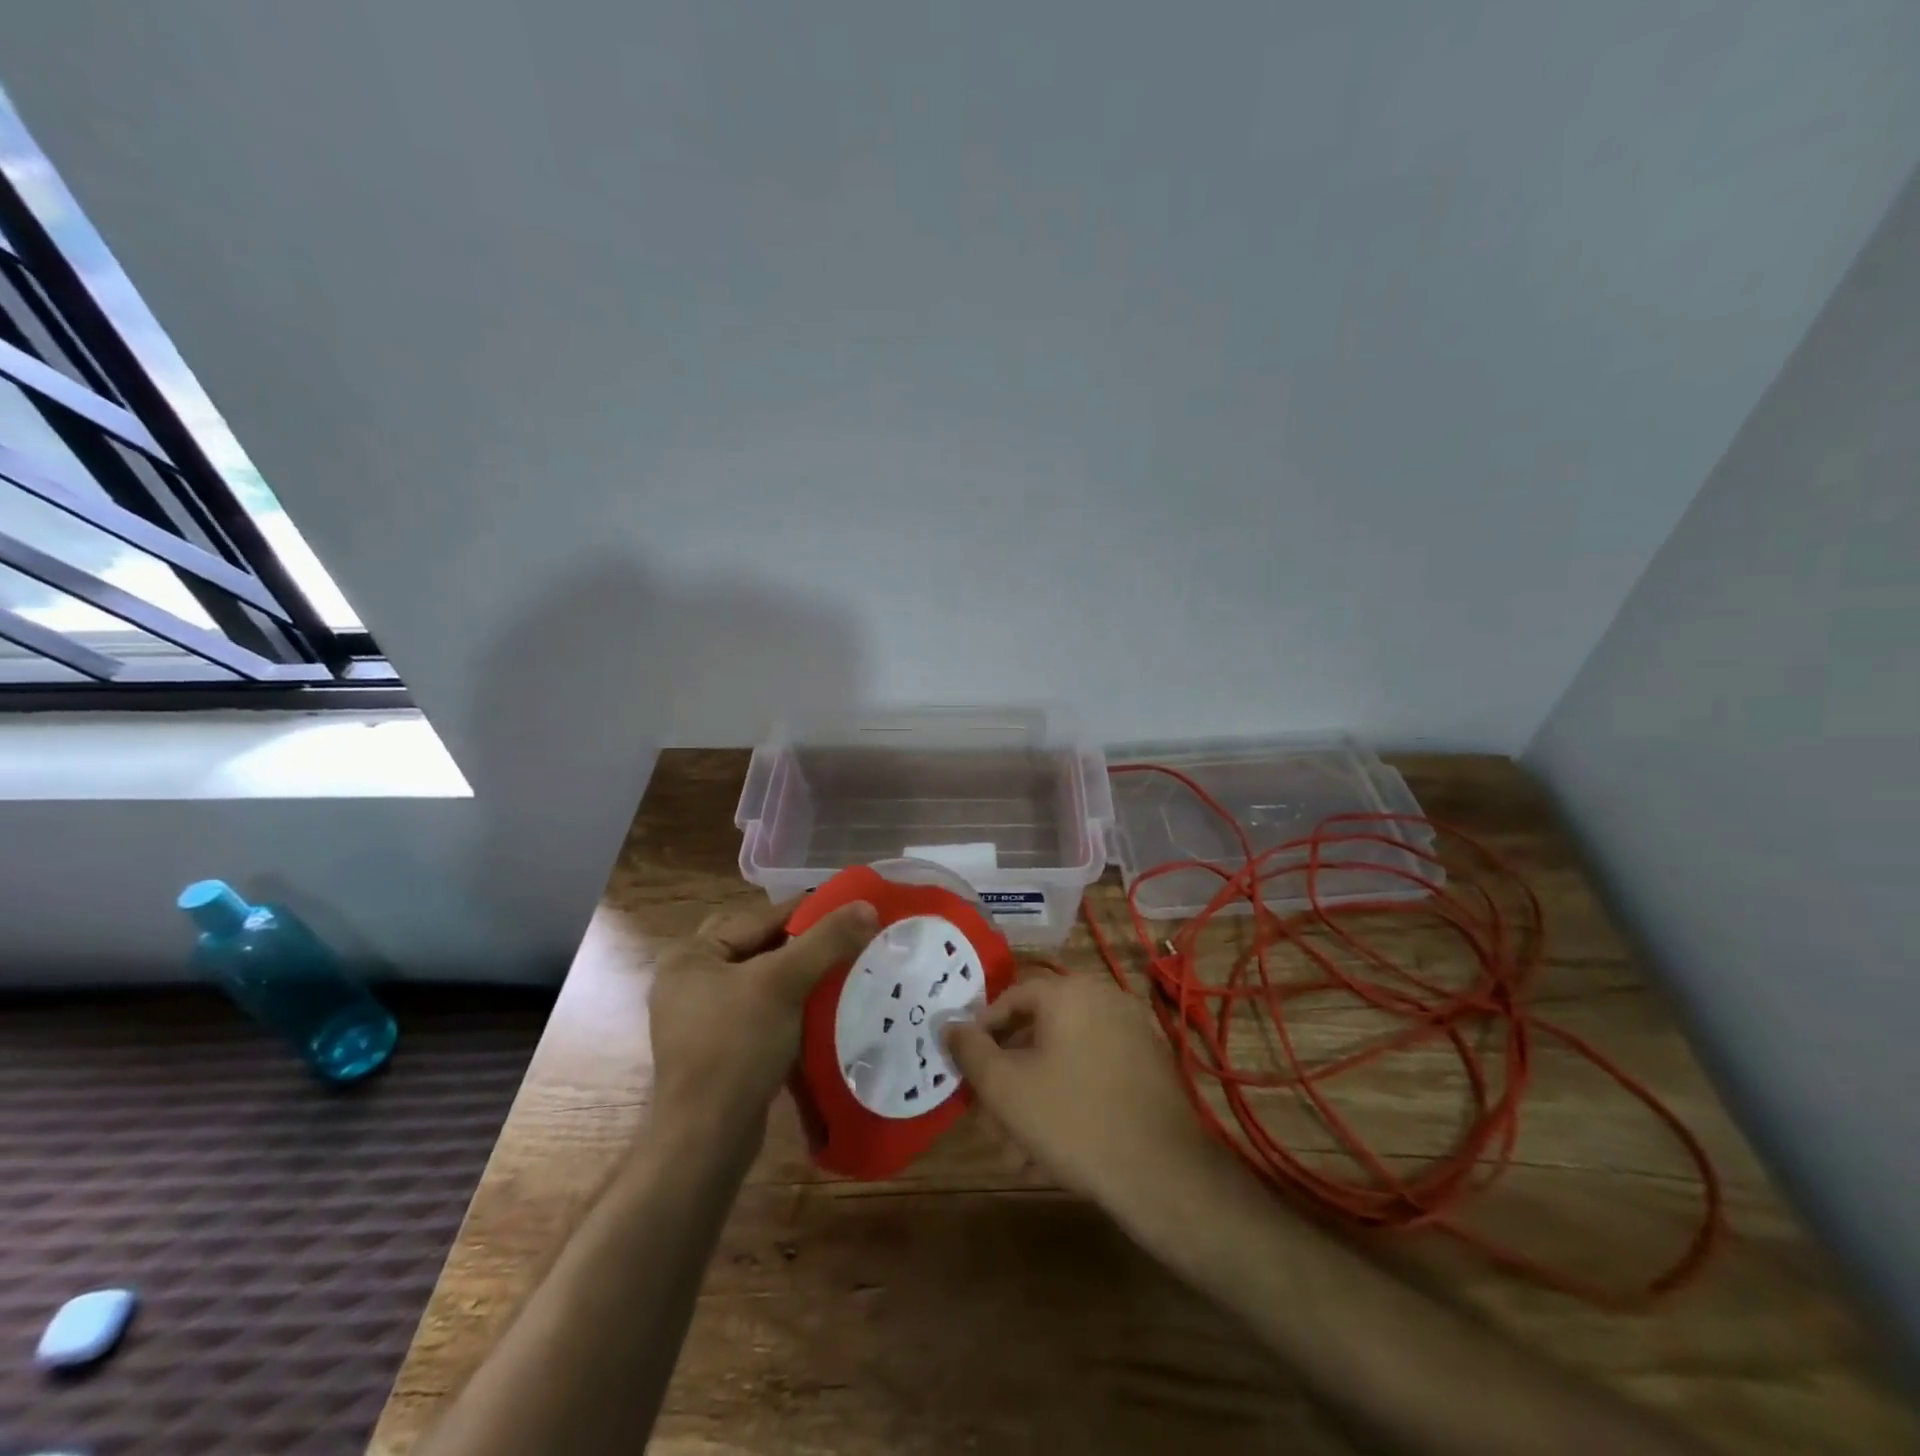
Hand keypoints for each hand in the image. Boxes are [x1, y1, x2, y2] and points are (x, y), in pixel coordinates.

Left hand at [649, 896, 877, 1137]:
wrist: (708, 1138)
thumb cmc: (736, 1047)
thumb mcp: (783, 983)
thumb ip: (825, 940)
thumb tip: (867, 906)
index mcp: (692, 955)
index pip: (759, 918)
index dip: (807, 913)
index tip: (851, 910)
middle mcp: (690, 980)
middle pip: (760, 947)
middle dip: (803, 945)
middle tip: (845, 942)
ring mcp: (702, 1017)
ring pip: (763, 980)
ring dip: (799, 976)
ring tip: (841, 973)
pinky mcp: (719, 1049)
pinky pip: (761, 1011)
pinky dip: (790, 1006)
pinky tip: (821, 1011)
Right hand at [943, 974, 1218, 1226]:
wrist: (1161, 1172)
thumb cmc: (1072, 1120)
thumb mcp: (1005, 1088)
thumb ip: (970, 1051)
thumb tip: (950, 1025)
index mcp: (1069, 992)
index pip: (1012, 997)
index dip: (983, 1031)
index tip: (968, 1067)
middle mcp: (1104, 997)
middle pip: (1040, 1029)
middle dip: (1010, 1073)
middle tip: (991, 1113)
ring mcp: (1133, 1029)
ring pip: (1066, 1055)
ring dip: (1037, 1092)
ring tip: (1019, 1145)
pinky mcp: (1151, 1062)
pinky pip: (1096, 1068)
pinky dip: (1071, 1094)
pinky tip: (1057, 1144)